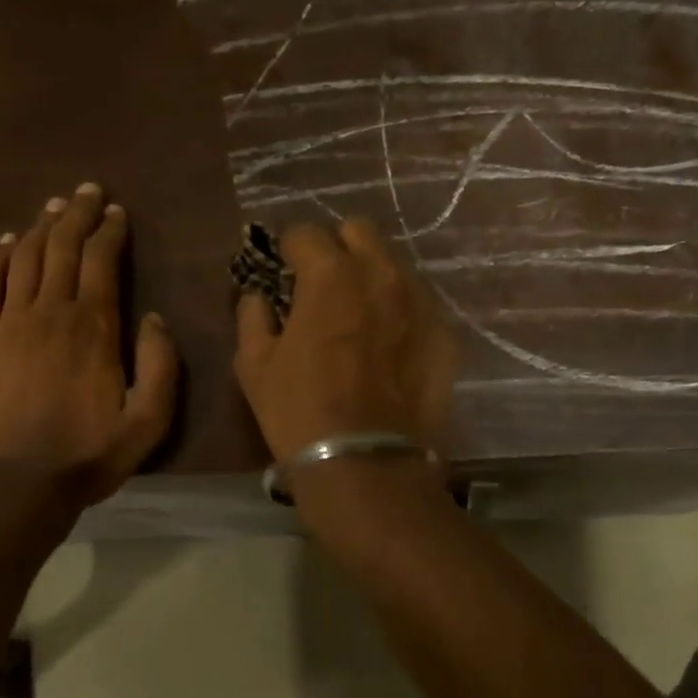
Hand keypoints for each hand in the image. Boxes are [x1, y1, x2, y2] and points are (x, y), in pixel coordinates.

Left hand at [0, 184, 178, 506]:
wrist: (14, 486)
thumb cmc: (86, 457)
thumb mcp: (147, 424)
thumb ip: (162, 367)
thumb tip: (155, 318)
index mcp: (95, 327)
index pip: (102, 260)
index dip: (109, 230)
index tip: (116, 212)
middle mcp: (51, 311)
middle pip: (62, 247)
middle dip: (77, 214)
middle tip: (87, 191)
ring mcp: (9, 322)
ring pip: (25, 257)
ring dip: (40, 226)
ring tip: (53, 206)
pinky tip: (5, 242)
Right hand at [232, 219, 456, 465]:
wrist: (367, 466)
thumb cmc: (299, 411)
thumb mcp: (253, 364)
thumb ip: (253, 315)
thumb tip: (259, 296)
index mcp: (330, 275)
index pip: (305, 233)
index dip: (287, 250)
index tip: (283, 271)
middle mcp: (381, 274)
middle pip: (358, 232)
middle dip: (336, 248)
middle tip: (322, 284)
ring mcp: (420, 302)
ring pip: (393, 265)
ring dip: (370, 277)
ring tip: (357, 314)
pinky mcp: (444, 334)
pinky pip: (417, 304)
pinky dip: (398, 311)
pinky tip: (386, 345)